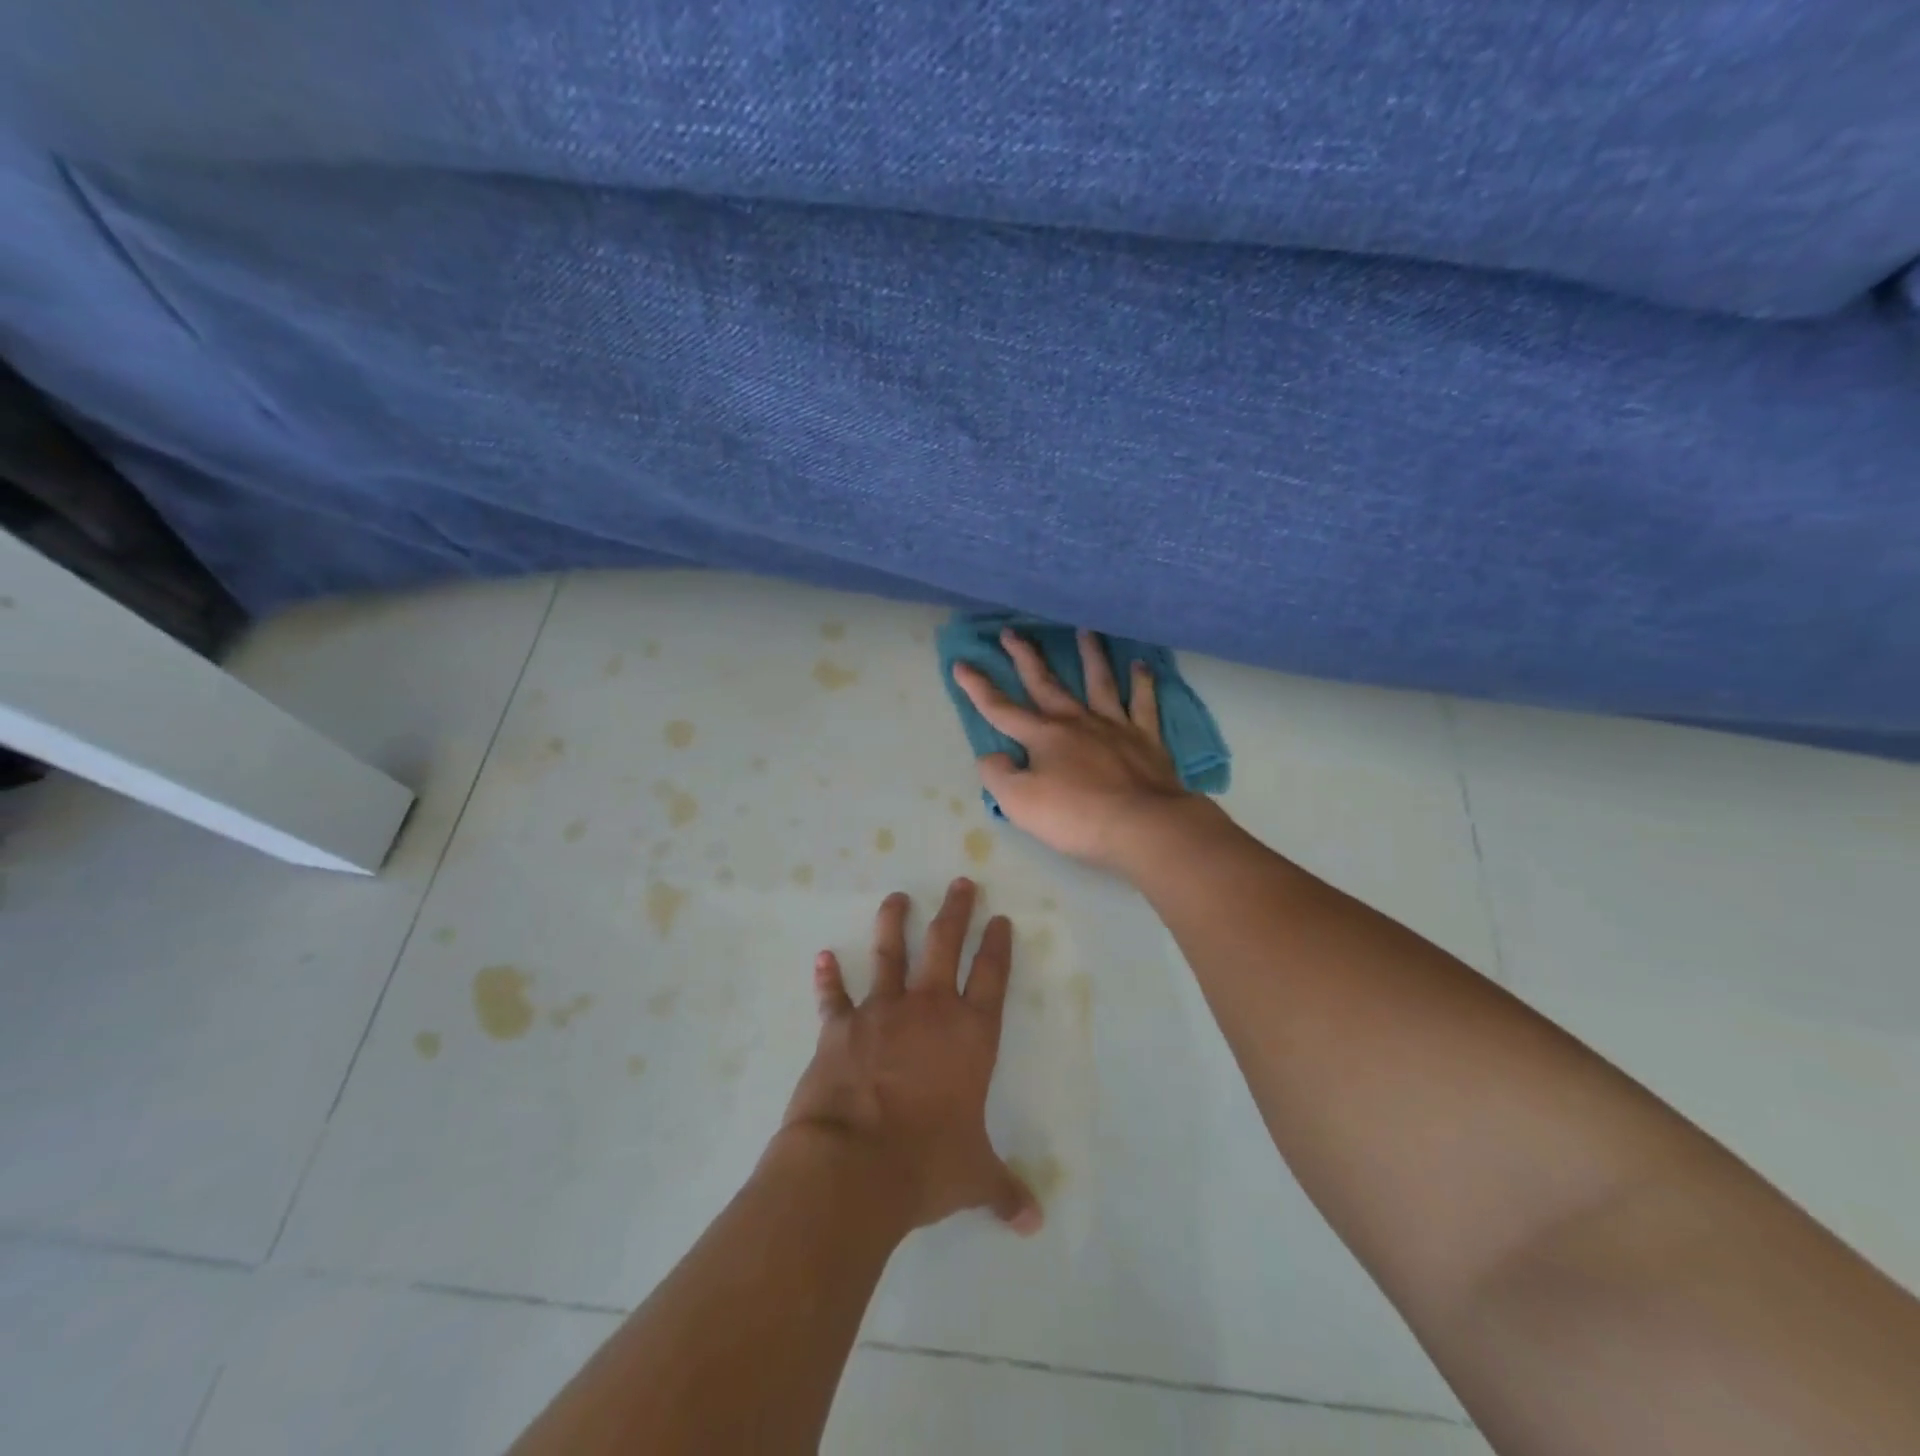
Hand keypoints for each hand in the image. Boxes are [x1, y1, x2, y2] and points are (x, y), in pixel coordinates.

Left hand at [779, 878, 1042, 1235]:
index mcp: (969, 1036)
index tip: (1001, 919)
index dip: (998, 946)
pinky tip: (822, 956)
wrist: (853, 1165)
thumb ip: (1003, 1191)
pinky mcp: (840, 1026)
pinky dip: (827, 977)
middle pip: (945, 946)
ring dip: (893, 923)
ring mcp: (881, 1012)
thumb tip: (1034, 1223)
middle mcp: (929, 1011)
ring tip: (897, 896)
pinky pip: (834, 995)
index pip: (992, 978)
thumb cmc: (925, 1164)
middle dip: (956, 912)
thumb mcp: (974, 1178)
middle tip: (961, 882)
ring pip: (890, 954)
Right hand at [952, 628, 1199, 870]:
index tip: (961, 663)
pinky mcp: (1146, 738)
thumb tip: (991, 756)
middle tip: (1011, 631)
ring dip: (1089, 655)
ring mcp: (1114, 726)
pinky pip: (1143, 703)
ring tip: (1084, 630)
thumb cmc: (1076, 816)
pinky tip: (1141, 665)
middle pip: (1046, 683)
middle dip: (1025, 657)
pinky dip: (1142, 682)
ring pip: (1099, 681)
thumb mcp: (1019, 803)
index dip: (978, 687)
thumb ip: (998, 775)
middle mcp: (1076, 721)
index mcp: (1043, 737)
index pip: (1001, 708)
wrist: (1142, 825)